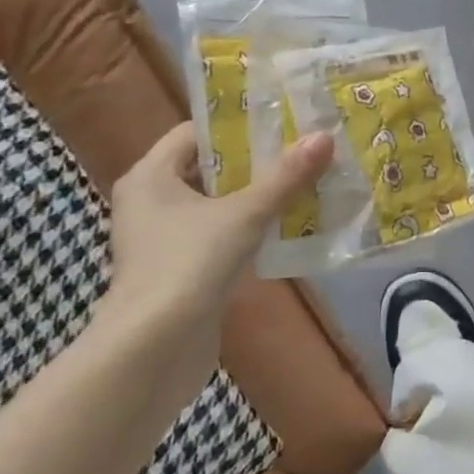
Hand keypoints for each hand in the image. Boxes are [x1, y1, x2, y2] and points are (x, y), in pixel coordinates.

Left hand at [96, 122, 333, 360]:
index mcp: (150, 175)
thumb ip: (284, 177)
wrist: (153, 351)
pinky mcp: (178, 270)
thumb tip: (324, 137)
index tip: (281, 122)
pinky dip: (246, 229)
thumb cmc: (188, 265)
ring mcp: (162, 239)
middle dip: (254, 162)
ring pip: (215, 204)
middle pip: (208, 168)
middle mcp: (150, 201)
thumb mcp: (244, 215)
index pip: (195, 132)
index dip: (238, 125)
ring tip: (303, 184)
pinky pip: (217, 236)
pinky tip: (285, 228)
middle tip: (301, 151)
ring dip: (255, 197)